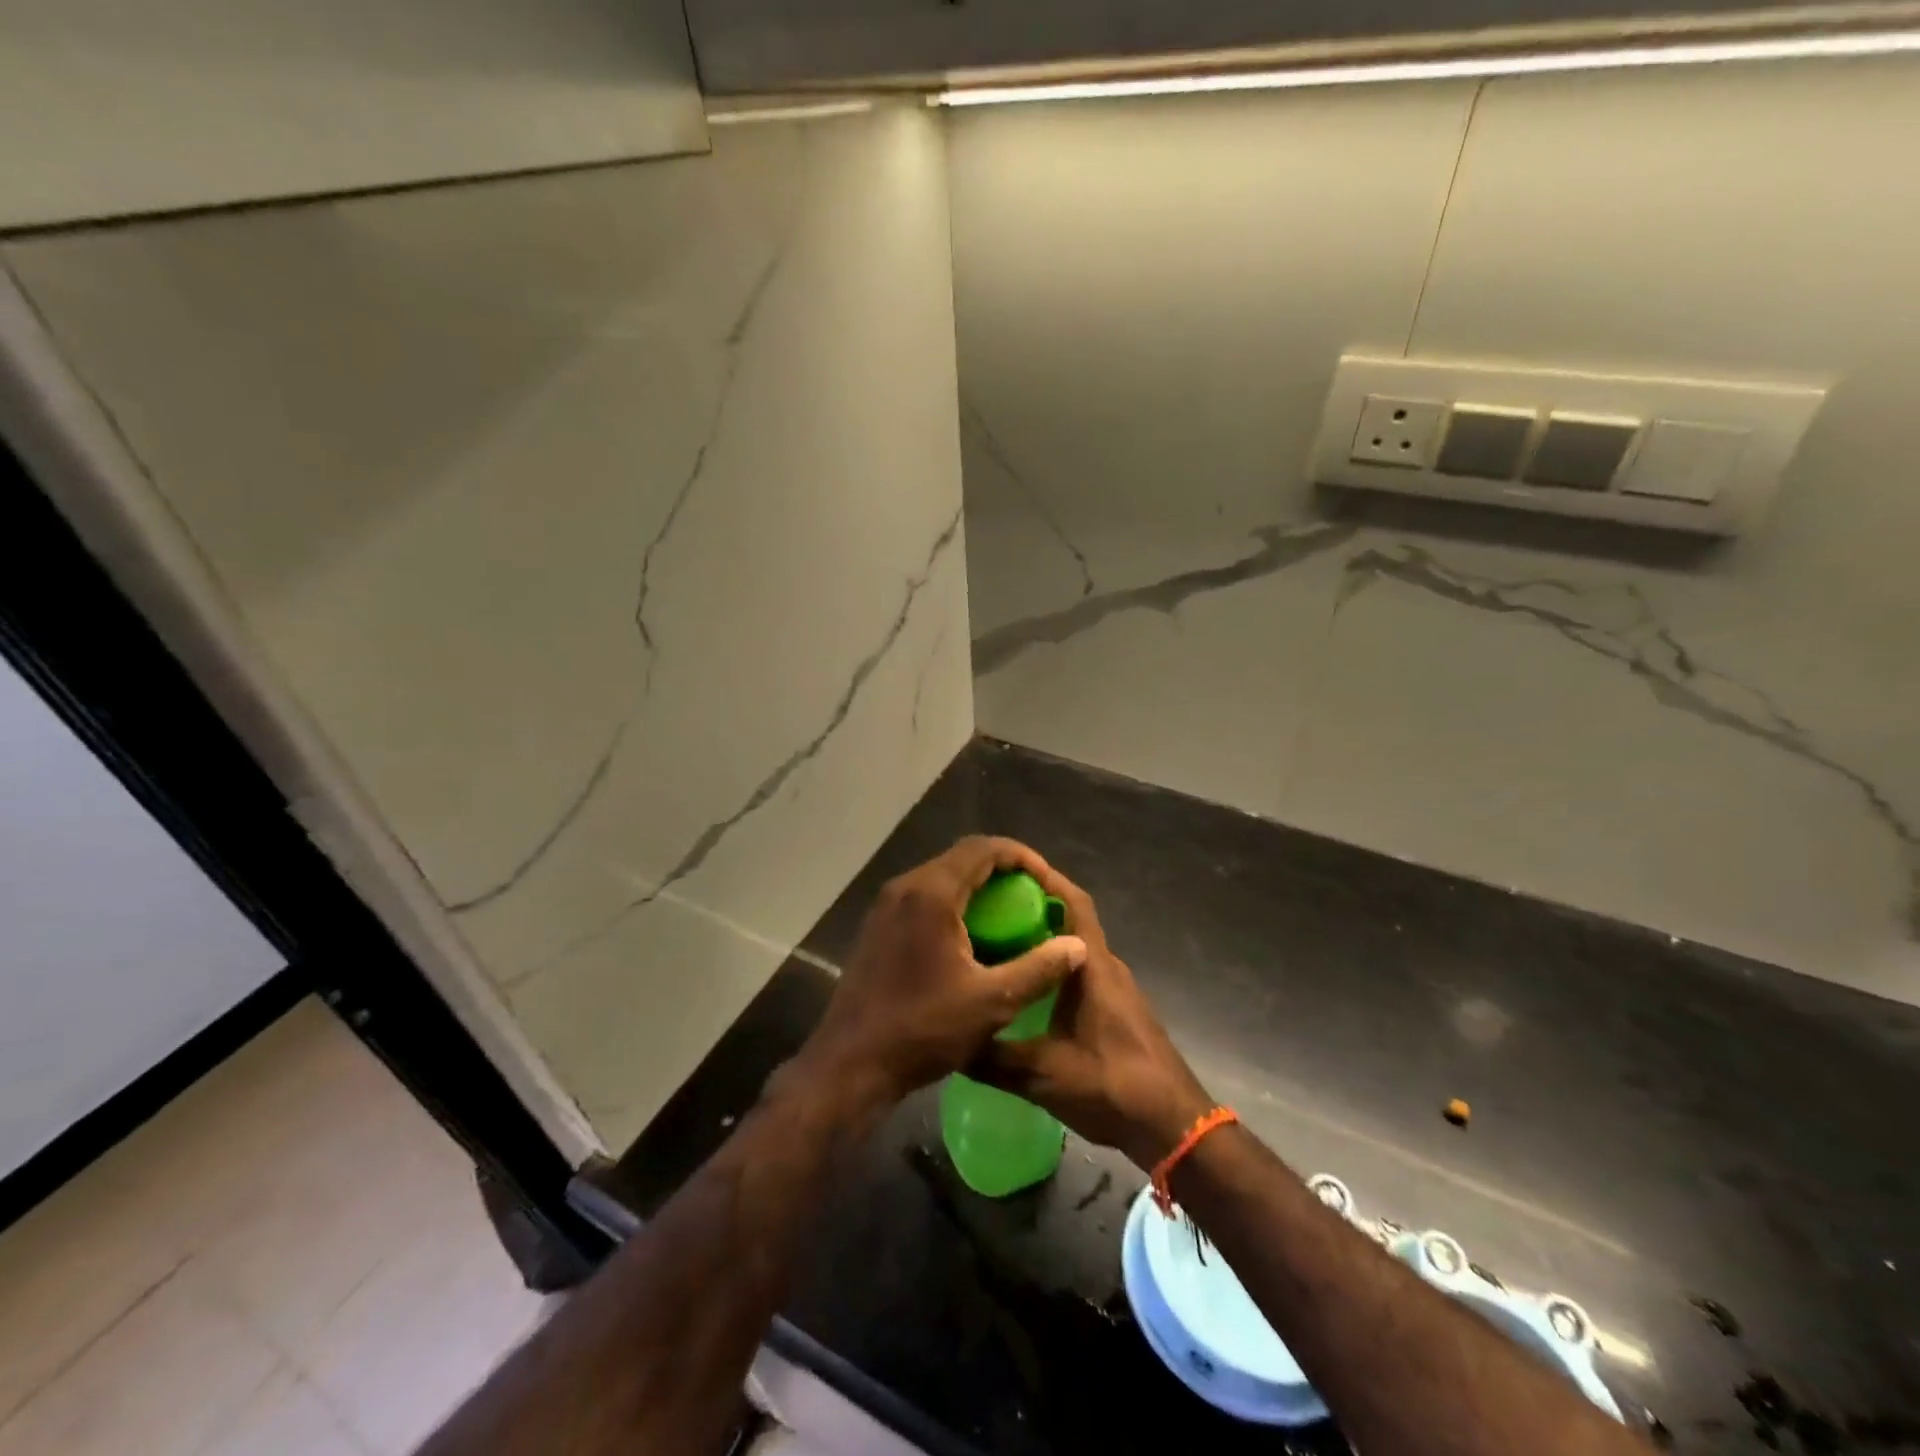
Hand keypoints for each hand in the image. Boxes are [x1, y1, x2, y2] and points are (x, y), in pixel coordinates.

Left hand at [786, 837, 1087, 1114]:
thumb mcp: (992, 1002)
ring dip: (978, 887)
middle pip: (962, 858)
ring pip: (943, 877)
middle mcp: (905, 887)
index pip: (984, 848)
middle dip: (1003, 871)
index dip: (1022, 857)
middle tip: (1034, 898)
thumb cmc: (923, 1029)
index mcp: (931, 893)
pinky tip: (973, 938)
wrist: (851, 1062)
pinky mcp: (879, 925)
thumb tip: (1078, 946)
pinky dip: (955, 903)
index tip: (1047, 881)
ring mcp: (887, 905)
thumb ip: (1039, 969)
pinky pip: (925, 897)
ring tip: (1010, 916)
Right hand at [972, 864, 1212, 1170]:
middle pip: (1072, 923)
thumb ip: (994, 1058)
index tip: (1011, 871)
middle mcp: (1108, 968)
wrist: (1173, 1125)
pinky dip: (1056, 970)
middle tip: (990, 911)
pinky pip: (1083, 974)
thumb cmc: (1113, 1086)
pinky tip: (1028, 991)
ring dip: (1044, 943)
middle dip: (1034, 910)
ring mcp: (1117, 990)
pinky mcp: (1119, 1011)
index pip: (1074, 903)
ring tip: (999, 947)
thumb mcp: (1043, 1075)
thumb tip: (949, 1043)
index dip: (1047, 881)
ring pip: (1077, 951)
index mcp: (1094, 967)